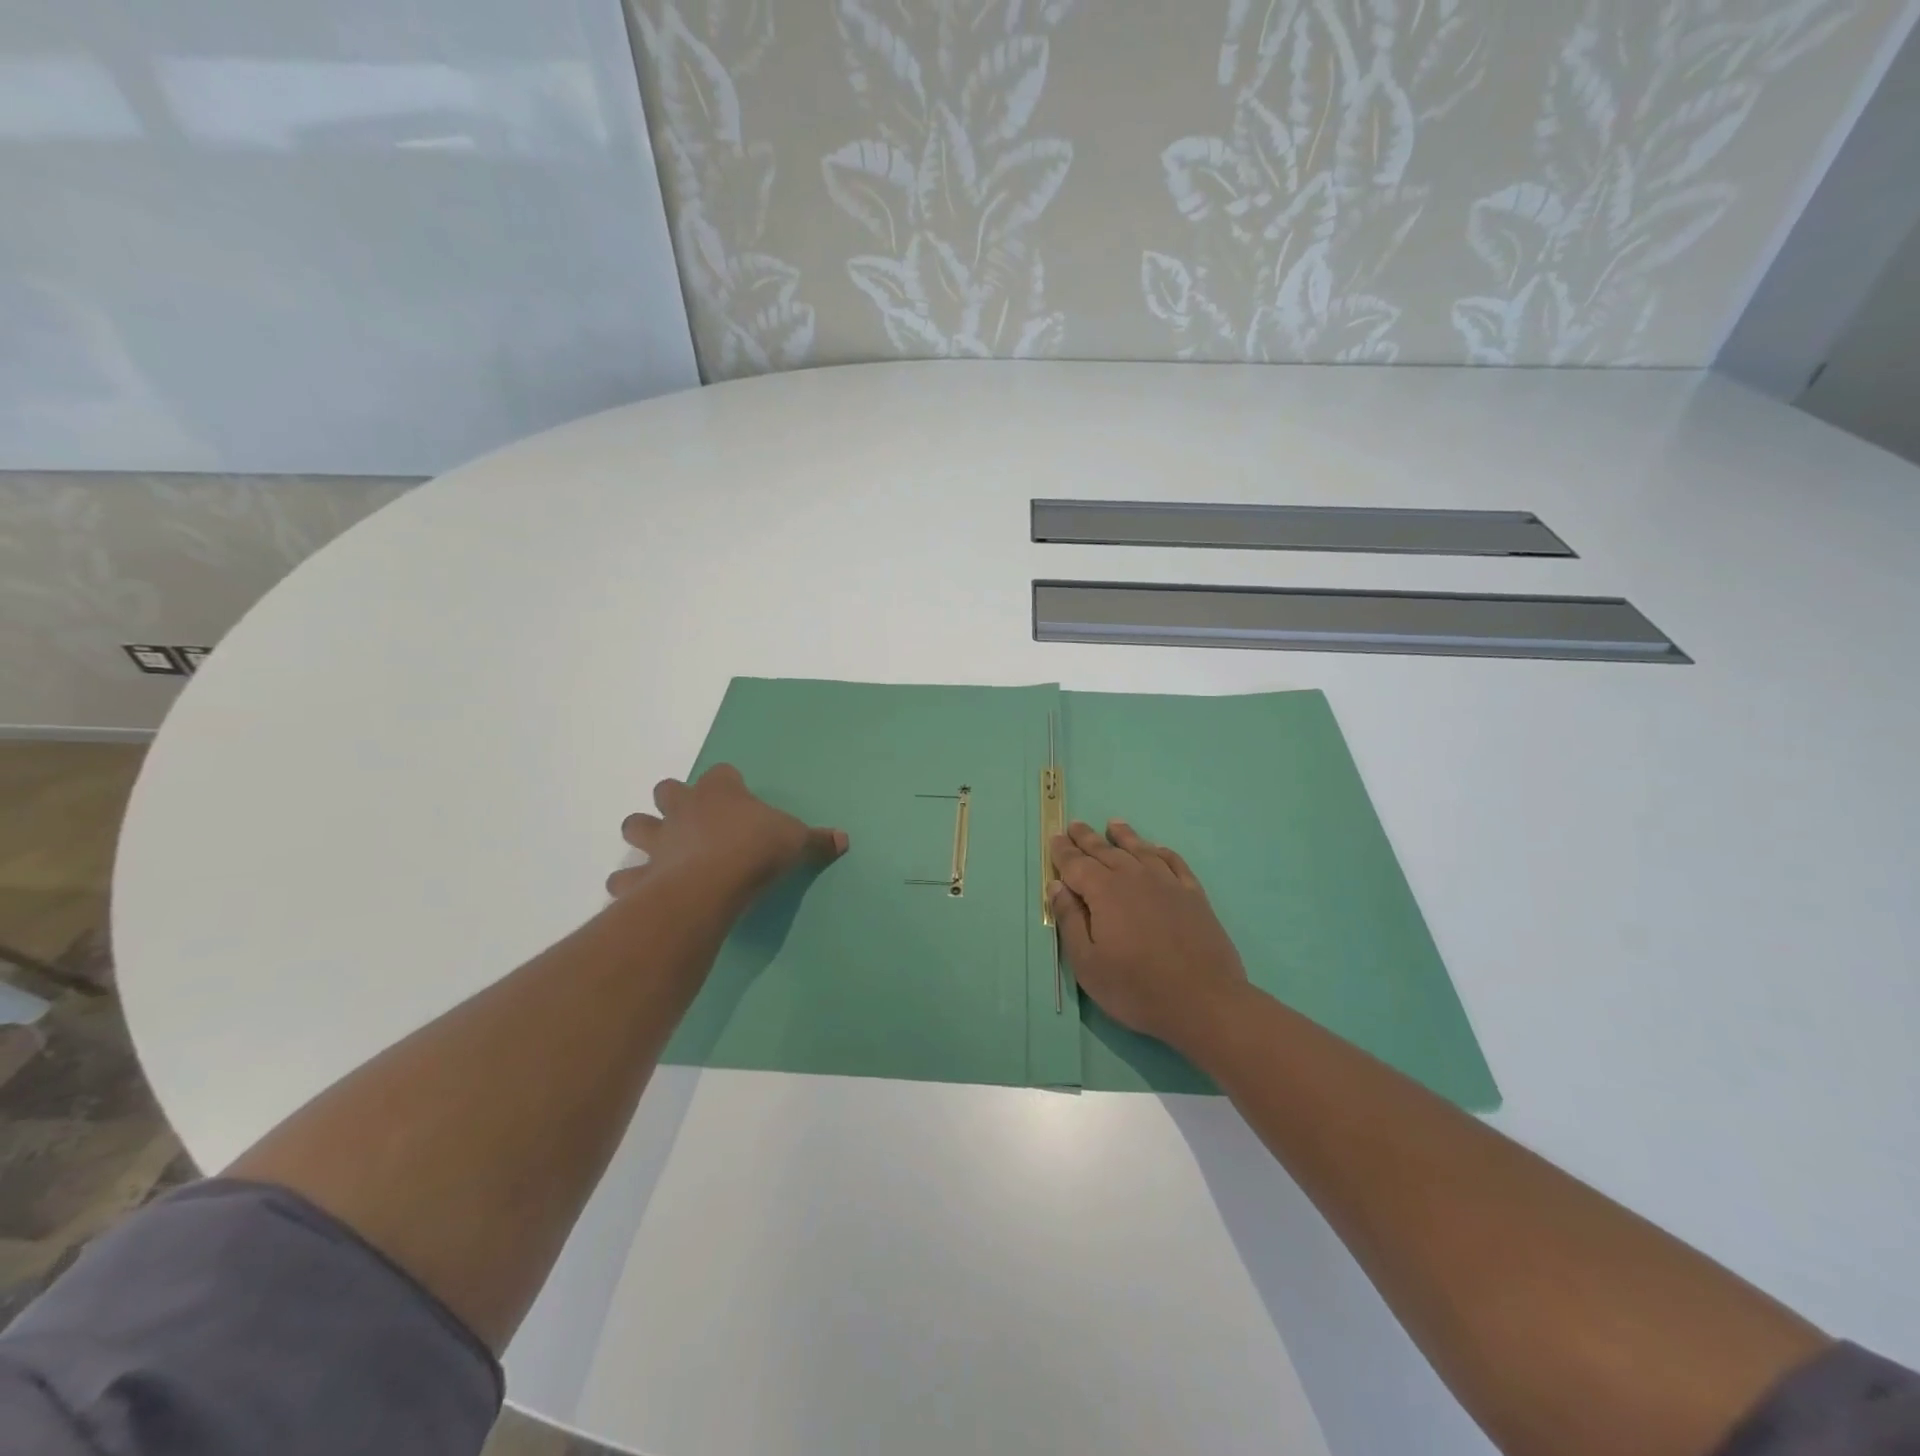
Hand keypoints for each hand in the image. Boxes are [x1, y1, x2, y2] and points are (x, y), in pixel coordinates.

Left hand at [607, 764, 847, 905]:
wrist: (713, 883)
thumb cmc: (756, 849)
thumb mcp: (797, 841)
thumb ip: (817, 840)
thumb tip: (844, 839)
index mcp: (720, 792)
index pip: (721, 773)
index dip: (728, 783)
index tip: (738, 796)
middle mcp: (684, 809)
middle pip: (666, 790)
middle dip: (673, 801)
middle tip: (690, 820)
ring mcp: (659, 841)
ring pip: (635, 826)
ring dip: (643, 835)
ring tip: (658, 852)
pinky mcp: (643, 875)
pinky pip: (625, 878)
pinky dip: (631, 884)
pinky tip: (642, 894)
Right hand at [1050, 820, 1248, 1050]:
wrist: (1204, 1002)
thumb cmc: (1136, 988)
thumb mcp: (1088, 963)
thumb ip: (1070, 920)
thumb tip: (1057, 886)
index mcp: (1104, 892)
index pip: (1076, 864)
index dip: (1063, 851)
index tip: (1055, 837)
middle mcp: (1135, 877)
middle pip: (1106, 851)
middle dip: (1087, 838)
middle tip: (1075, 825)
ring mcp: (1168, 883)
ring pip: (1140, 850)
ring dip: (1124, 836)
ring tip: (1113, 824)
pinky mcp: (1193, 895)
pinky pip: (1174, 862)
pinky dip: (1161, 852)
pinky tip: (1157, 849)